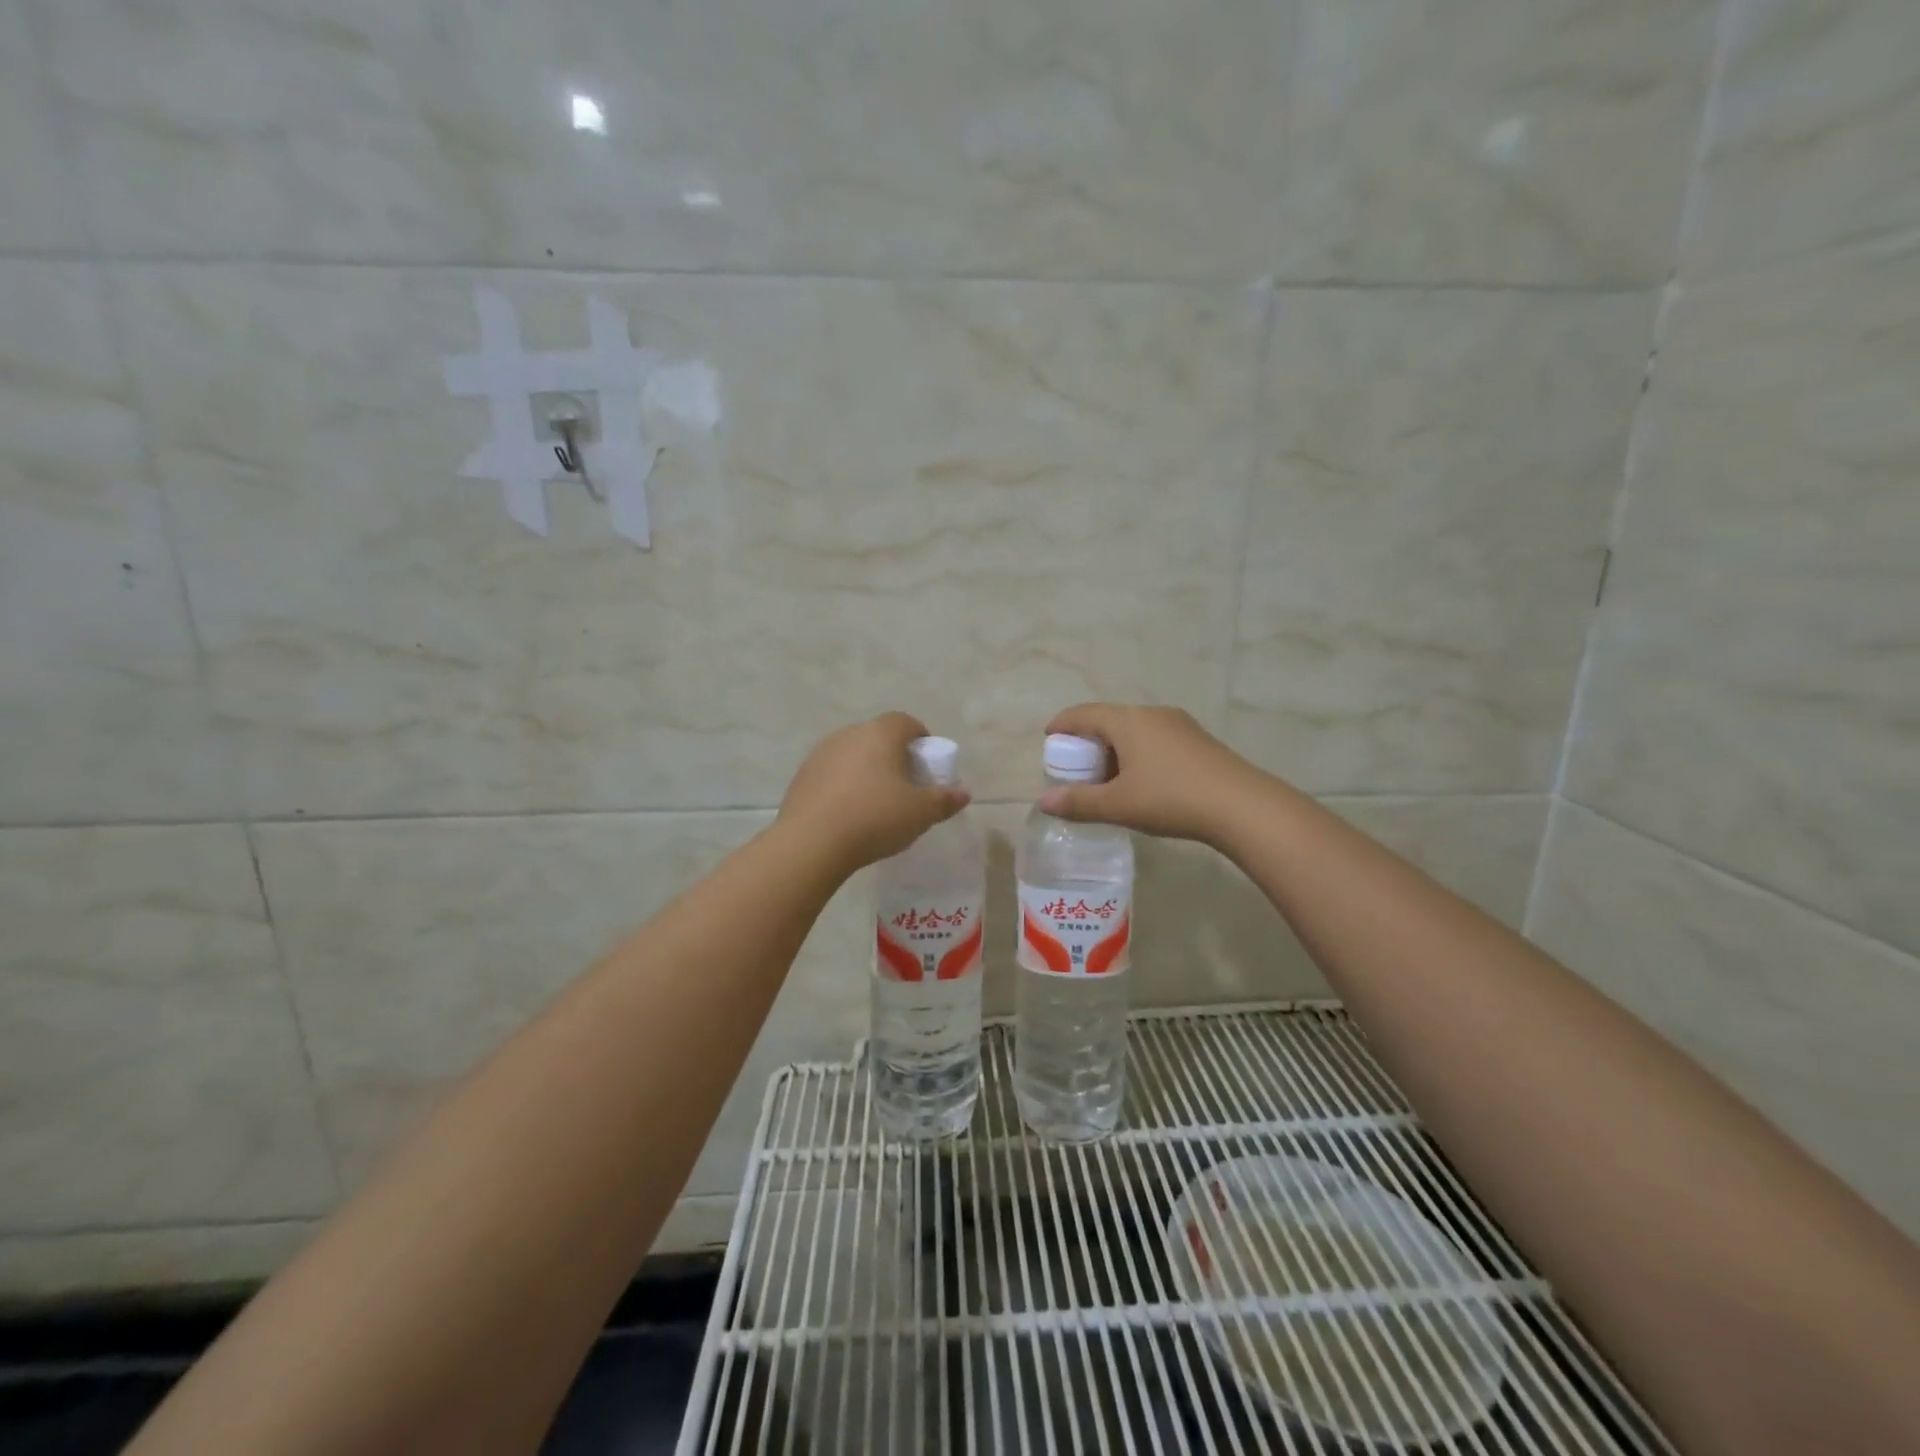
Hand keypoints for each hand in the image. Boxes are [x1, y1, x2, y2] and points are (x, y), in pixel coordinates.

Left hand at [777, 713, 970, 872]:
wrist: (812, 843)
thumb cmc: (875, 818)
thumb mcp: (920, 813)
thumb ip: (944, 800)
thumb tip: (963, 793)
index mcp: (880, 734)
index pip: (906, 722)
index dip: (920, 739)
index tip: (926, 764)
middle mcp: (849, 734)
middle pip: (878, 737)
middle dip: (894, 756)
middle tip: (905, 786)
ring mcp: (821, 753)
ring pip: (853, 755)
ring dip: (867, 770)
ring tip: (875, 803)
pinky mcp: (802, 776)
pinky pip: (832, 773)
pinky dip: (844, 785)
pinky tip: (848, 814)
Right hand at [1036, 704, 1268, 844]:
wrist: (1241, 806)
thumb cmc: (1171, 799)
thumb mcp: (1118, 805)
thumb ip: (1079, 803)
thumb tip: (1043, 803)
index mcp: (1127, 721)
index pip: (1083, 713)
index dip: (1062, 724)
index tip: (1048, 738)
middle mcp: (1151, 714)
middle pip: (1109, 719)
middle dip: (1088, 740)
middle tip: (1076, 767)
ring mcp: (1179, 725)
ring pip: (1134, 729)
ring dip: (1115, 748)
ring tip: (1108, 778)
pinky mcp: (1197, 740)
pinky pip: (1155, 738)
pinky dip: (1138, 753)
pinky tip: (1143, 781)